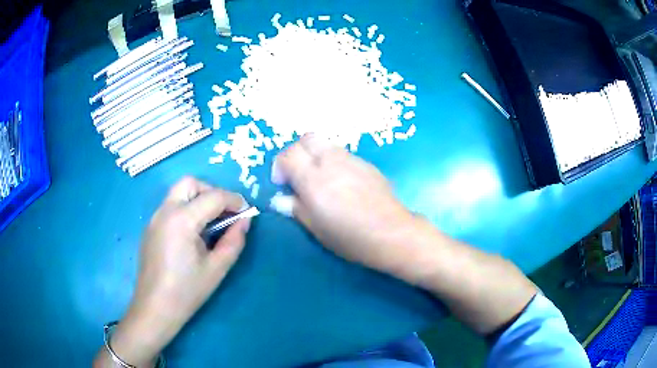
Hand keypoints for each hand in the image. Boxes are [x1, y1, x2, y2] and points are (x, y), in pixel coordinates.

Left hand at [94, 177, 249, 366]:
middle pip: (190, 183)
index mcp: (182, 219)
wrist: (155, 308)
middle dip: (212, 192)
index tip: (247, 213)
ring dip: (198, 199)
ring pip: (179, 193)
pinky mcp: (150, 228)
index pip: (213, 196)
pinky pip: (171, 207)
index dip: (234, 201)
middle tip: (225, 214)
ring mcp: (154, 218)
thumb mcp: (217, 268)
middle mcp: (165, 211)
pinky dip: (186, 209)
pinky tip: (193, 235)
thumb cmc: (187, 291)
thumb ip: (234, 241)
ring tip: (211, 224)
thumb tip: (244, 220)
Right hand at [272, 135, 423, 277]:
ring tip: (321, 179)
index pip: (288, 155)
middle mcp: (331, 161)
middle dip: (297, 152)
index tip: (282, 184)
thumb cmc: (349, 236)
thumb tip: (280, 199)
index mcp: (313, 178)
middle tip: (299, 174)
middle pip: (307, 138)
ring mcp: (351, 160)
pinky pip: (344, 155)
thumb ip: (295, 208)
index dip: (279, 166)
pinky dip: (335, 162)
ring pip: (326, 144)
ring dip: (317, 155)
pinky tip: (343, 183)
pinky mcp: (367, 164)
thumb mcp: (315, 228)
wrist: (390, 232)